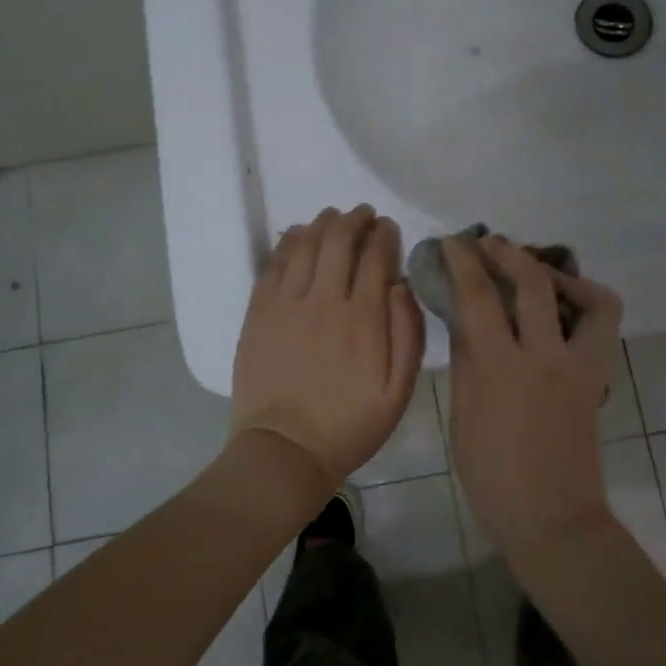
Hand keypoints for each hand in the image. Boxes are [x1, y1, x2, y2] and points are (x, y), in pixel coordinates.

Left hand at [229, 206, 424, 489]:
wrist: (284, 451)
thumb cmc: (349, 425)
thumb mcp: (398, 392)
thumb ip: (407, 334)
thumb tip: (401, 285)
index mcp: (363, 318)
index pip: (376, 257)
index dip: (383, 234)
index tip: (387, 226)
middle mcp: (324, 300)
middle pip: (339, 241)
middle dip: (354, 219)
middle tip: (362, 213)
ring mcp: (286, 304)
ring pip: (304, 245)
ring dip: (321, 224)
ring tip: (332, 217)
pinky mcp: (258, 313)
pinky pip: (273, 265)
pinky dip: (287, 243)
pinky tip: (296, 235)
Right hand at [444, 235, 624, 561]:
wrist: (551, 517)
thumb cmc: (492, 476)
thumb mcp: (463, 416)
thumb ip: (467, 360)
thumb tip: (464, 317)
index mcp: (500, 368)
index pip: (479, 296)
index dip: (464, 261)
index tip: (452, 242)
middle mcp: (544, 356)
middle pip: (532, 282)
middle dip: (507, 252)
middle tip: (488, 243)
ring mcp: (579, 366)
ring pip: (587, 297)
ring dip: (556, 272)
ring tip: (533, 269)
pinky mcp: (597, 377)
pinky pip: (601, 325)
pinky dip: (584, 304)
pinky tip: (559, 308)